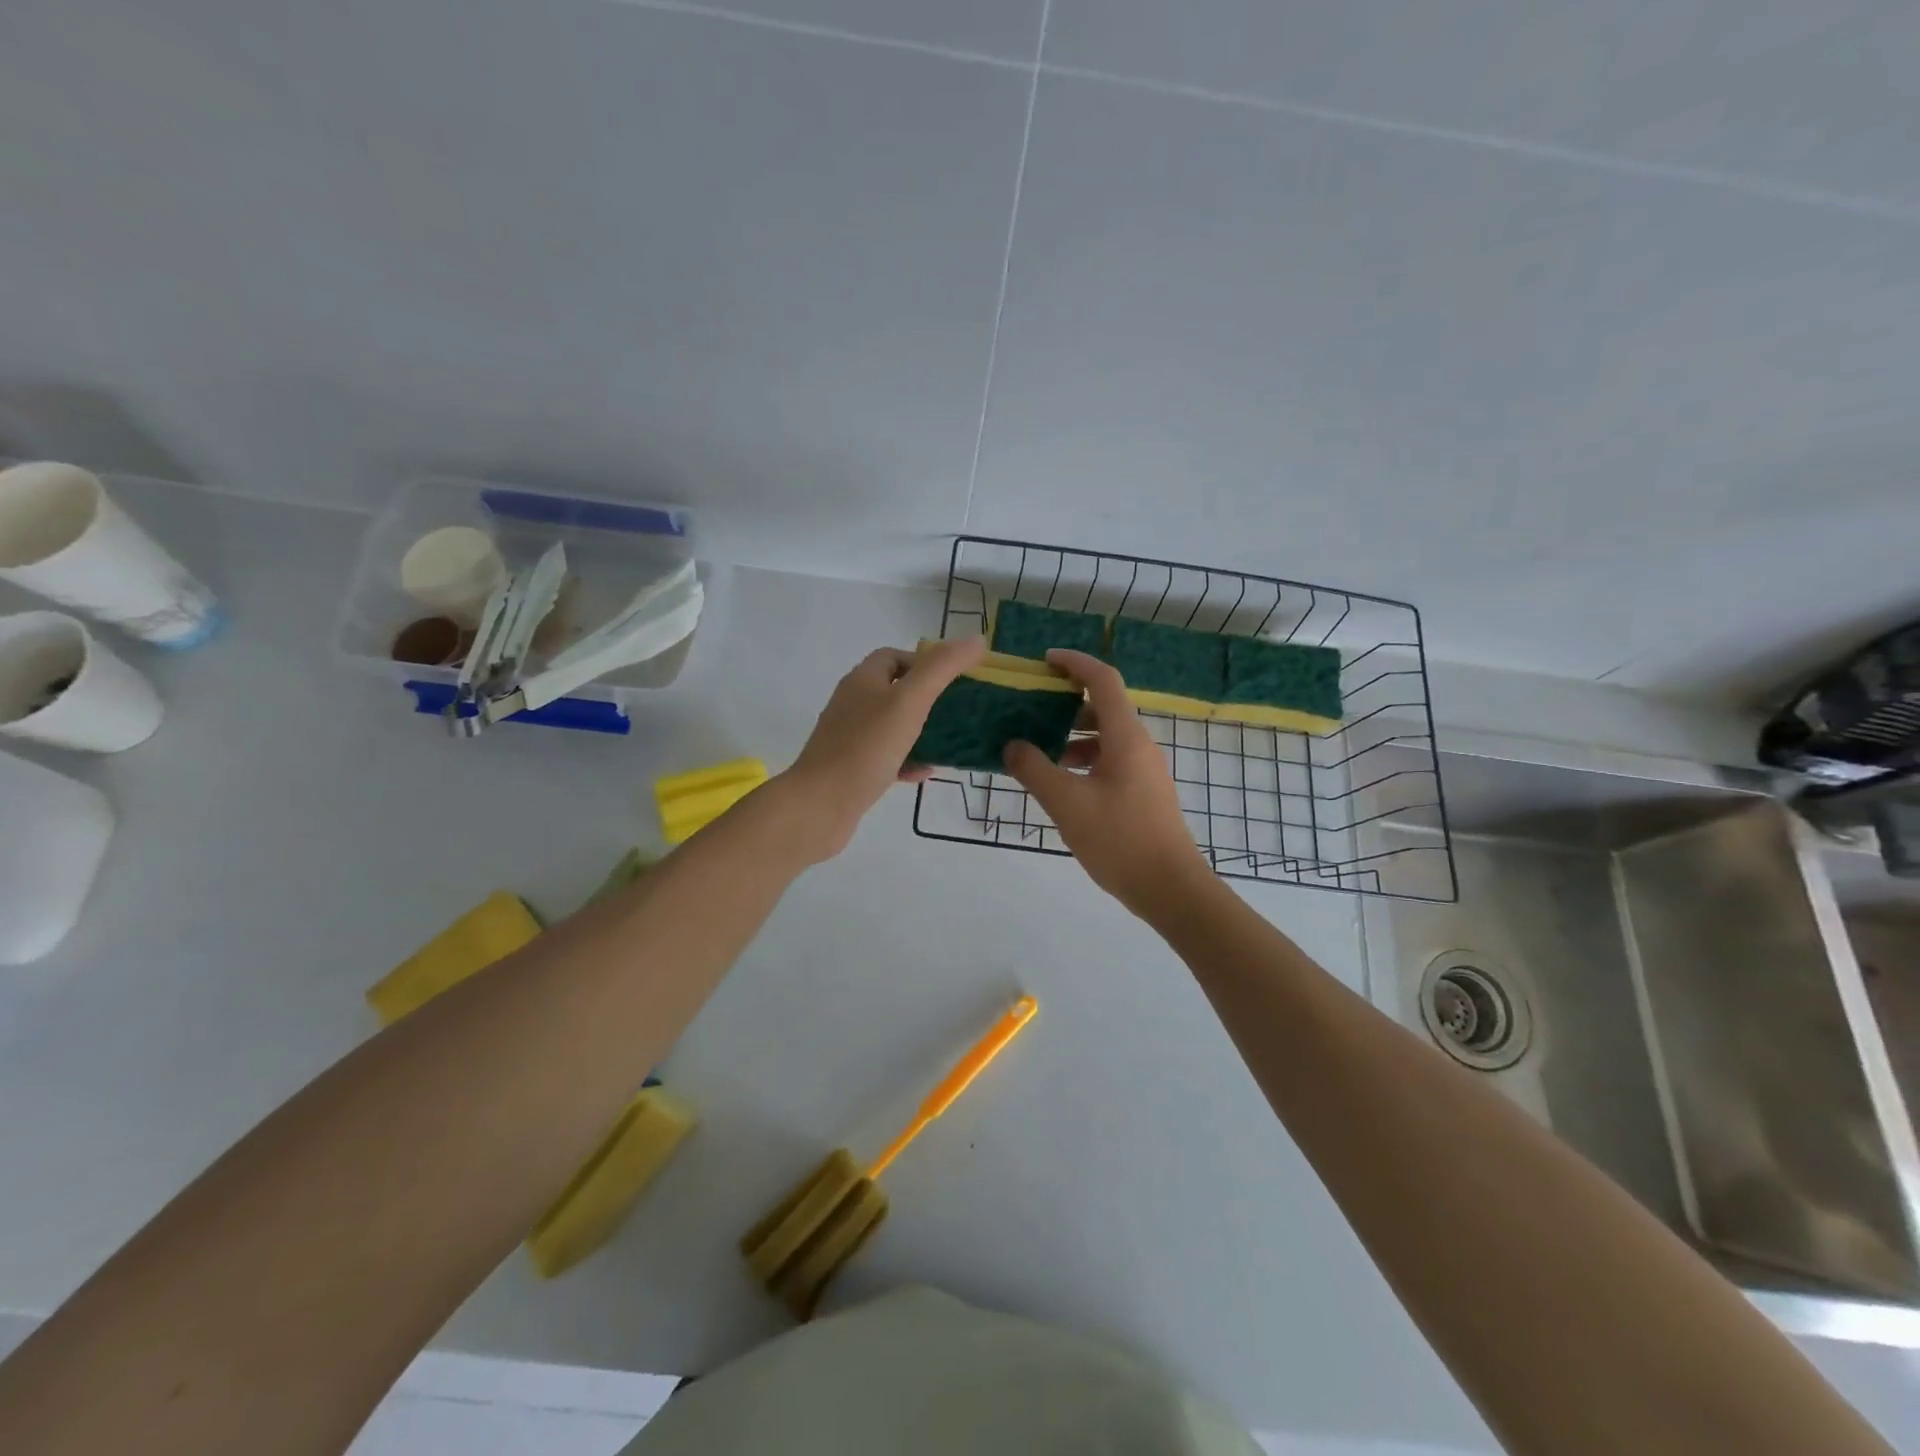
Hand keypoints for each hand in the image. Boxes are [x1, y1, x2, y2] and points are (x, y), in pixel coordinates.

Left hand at [777, 637, 985, 861]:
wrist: (820, 805)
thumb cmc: (866, 747)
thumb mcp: (910, 701)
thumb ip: (942, 668)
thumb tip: (976, 639)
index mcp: (863, 680)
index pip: (894, 656)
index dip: (925, 662)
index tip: (953, 679)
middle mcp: (853, 704)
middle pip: (895, 690)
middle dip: (928, 697)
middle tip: (957, 711)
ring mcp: (850, 737)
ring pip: (892, 725)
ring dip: (921, 731)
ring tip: (950, 741)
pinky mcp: (852, 768)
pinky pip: (886, 757)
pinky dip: (908, 760)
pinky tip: (926, 772)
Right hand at [1003, 649, 1212, 919]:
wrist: (1170, 888)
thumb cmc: (1119, 840)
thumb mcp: (1067, 804)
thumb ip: (1034, 770)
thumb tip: (1012, 745)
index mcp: (1126, 738)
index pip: (1102, 681)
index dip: (1075, 662)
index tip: (1045, 660)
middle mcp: (1140, 745)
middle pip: (1104, 707)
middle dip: (1067, 703)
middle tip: (1032, 709)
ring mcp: (1145, 770)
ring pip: (1106, 737)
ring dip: (1073, 736)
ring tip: (1039, 752)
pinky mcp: (1144, 792)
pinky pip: (1111, 760)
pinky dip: (1084, 760)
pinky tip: (1062, 784)